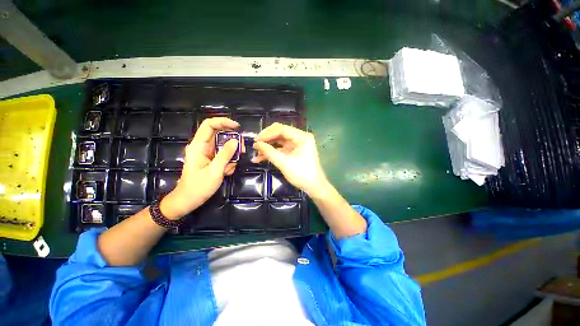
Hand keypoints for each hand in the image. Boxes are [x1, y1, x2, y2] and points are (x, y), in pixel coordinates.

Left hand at [161, 117, 240, 218]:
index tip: (237, 127)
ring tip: (230, 168)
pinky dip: (229, 163)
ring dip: (232, 156)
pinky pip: (224, 156)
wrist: (188, 201)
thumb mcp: (215, 171)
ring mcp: (207, 154)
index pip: (209, 125)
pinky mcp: (212, 160)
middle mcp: (202, 147)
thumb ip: (225, 155)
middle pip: (220, 136)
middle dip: (233, 143)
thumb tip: (236, 141)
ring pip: (224, 147)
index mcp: (198, 146)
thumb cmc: (198, 187)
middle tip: (242, 150)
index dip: (223, 122)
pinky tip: (226, 172)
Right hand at [253, 123, 327, 196]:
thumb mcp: (284, 163)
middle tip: (255, 145)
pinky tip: (261, 157)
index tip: (255, 140)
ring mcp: (296, 144)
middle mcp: (300, 137)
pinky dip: (272, 152)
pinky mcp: (293, 151)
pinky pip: (281, 148)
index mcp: (302, 137)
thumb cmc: (301, 174)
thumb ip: (269, 152)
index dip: (267, 134)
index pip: (281, 129)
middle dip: (267, 139)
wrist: (313, 187)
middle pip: (280, 133)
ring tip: (256, 152)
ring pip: (279, 141)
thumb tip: (256, 144)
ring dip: (268, 146)